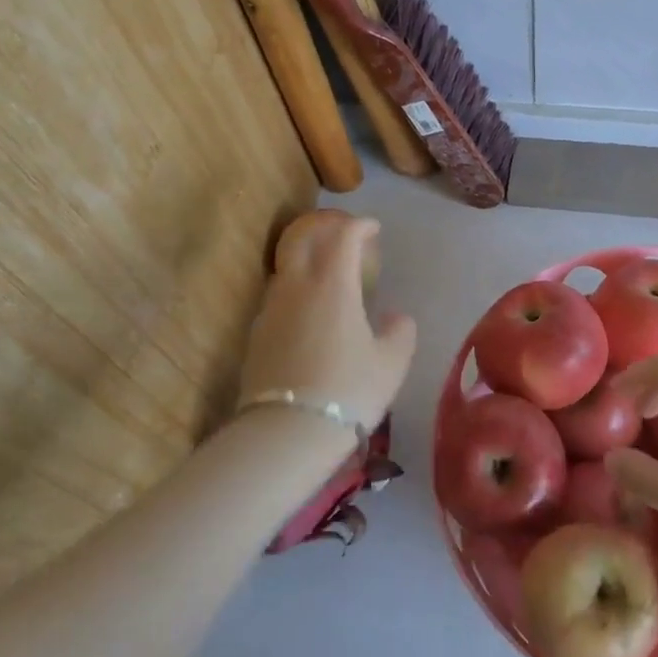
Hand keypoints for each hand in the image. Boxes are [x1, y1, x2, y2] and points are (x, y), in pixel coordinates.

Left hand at [239, 215, 415, 435]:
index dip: (359, 226)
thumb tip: (396, 317)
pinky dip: (296, 286)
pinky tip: (308, 308)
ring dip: (308, 256)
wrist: (287, 431)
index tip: (373, 228)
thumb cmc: (349, 390)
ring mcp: (271, 308)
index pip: (343, 236)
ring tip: (327, 271)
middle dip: (325, 227)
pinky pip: (278, 294)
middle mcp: (297, 286)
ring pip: (287, 265)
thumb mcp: (392, 362)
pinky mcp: (257, 332)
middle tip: (345, 234)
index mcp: (333, 284)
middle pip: (304, 238)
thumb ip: (400, 331)